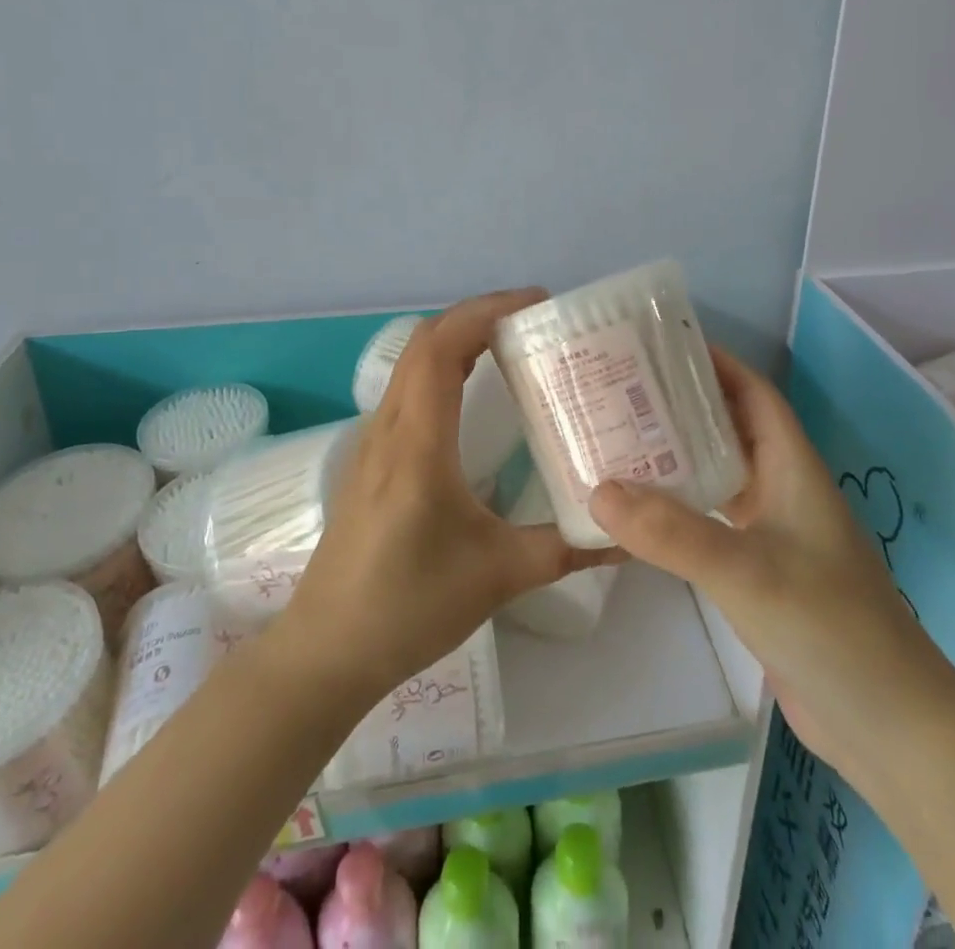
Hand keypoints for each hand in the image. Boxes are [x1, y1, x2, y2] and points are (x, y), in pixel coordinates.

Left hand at [275, 289, 618, 704]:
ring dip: (458, 338)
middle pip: (426, 341)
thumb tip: (626, 534)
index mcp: (418, 443)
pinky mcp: (372, 459)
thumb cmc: (408, 607)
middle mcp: (390, 428)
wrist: (327, 651)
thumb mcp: (499, 576)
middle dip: (478, 315)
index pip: (443, 347)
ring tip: (511, 345)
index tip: (537, 304)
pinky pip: (408, 389)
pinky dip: (442, 367)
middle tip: (533, 320)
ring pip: (412, 363)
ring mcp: (374, 441)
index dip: (487, 311)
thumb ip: (567, 549)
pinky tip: (473, 394)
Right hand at [589, 346, 954, 769]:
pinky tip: (641, 514)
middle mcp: (783, 491)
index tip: (661, 346)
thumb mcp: (747, 572)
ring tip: (618, 442)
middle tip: (621, 392)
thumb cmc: (829, 628)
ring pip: (719, 476)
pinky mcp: (760, 573)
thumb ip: (673, 532)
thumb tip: (598, 490)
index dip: (716, 363)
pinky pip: (712, 523)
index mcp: (793, 469)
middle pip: (730, 429)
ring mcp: (773, 534)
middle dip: (682, 406)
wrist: (888, 727)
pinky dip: (679, 510)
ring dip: (677, 458)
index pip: (754, 394)